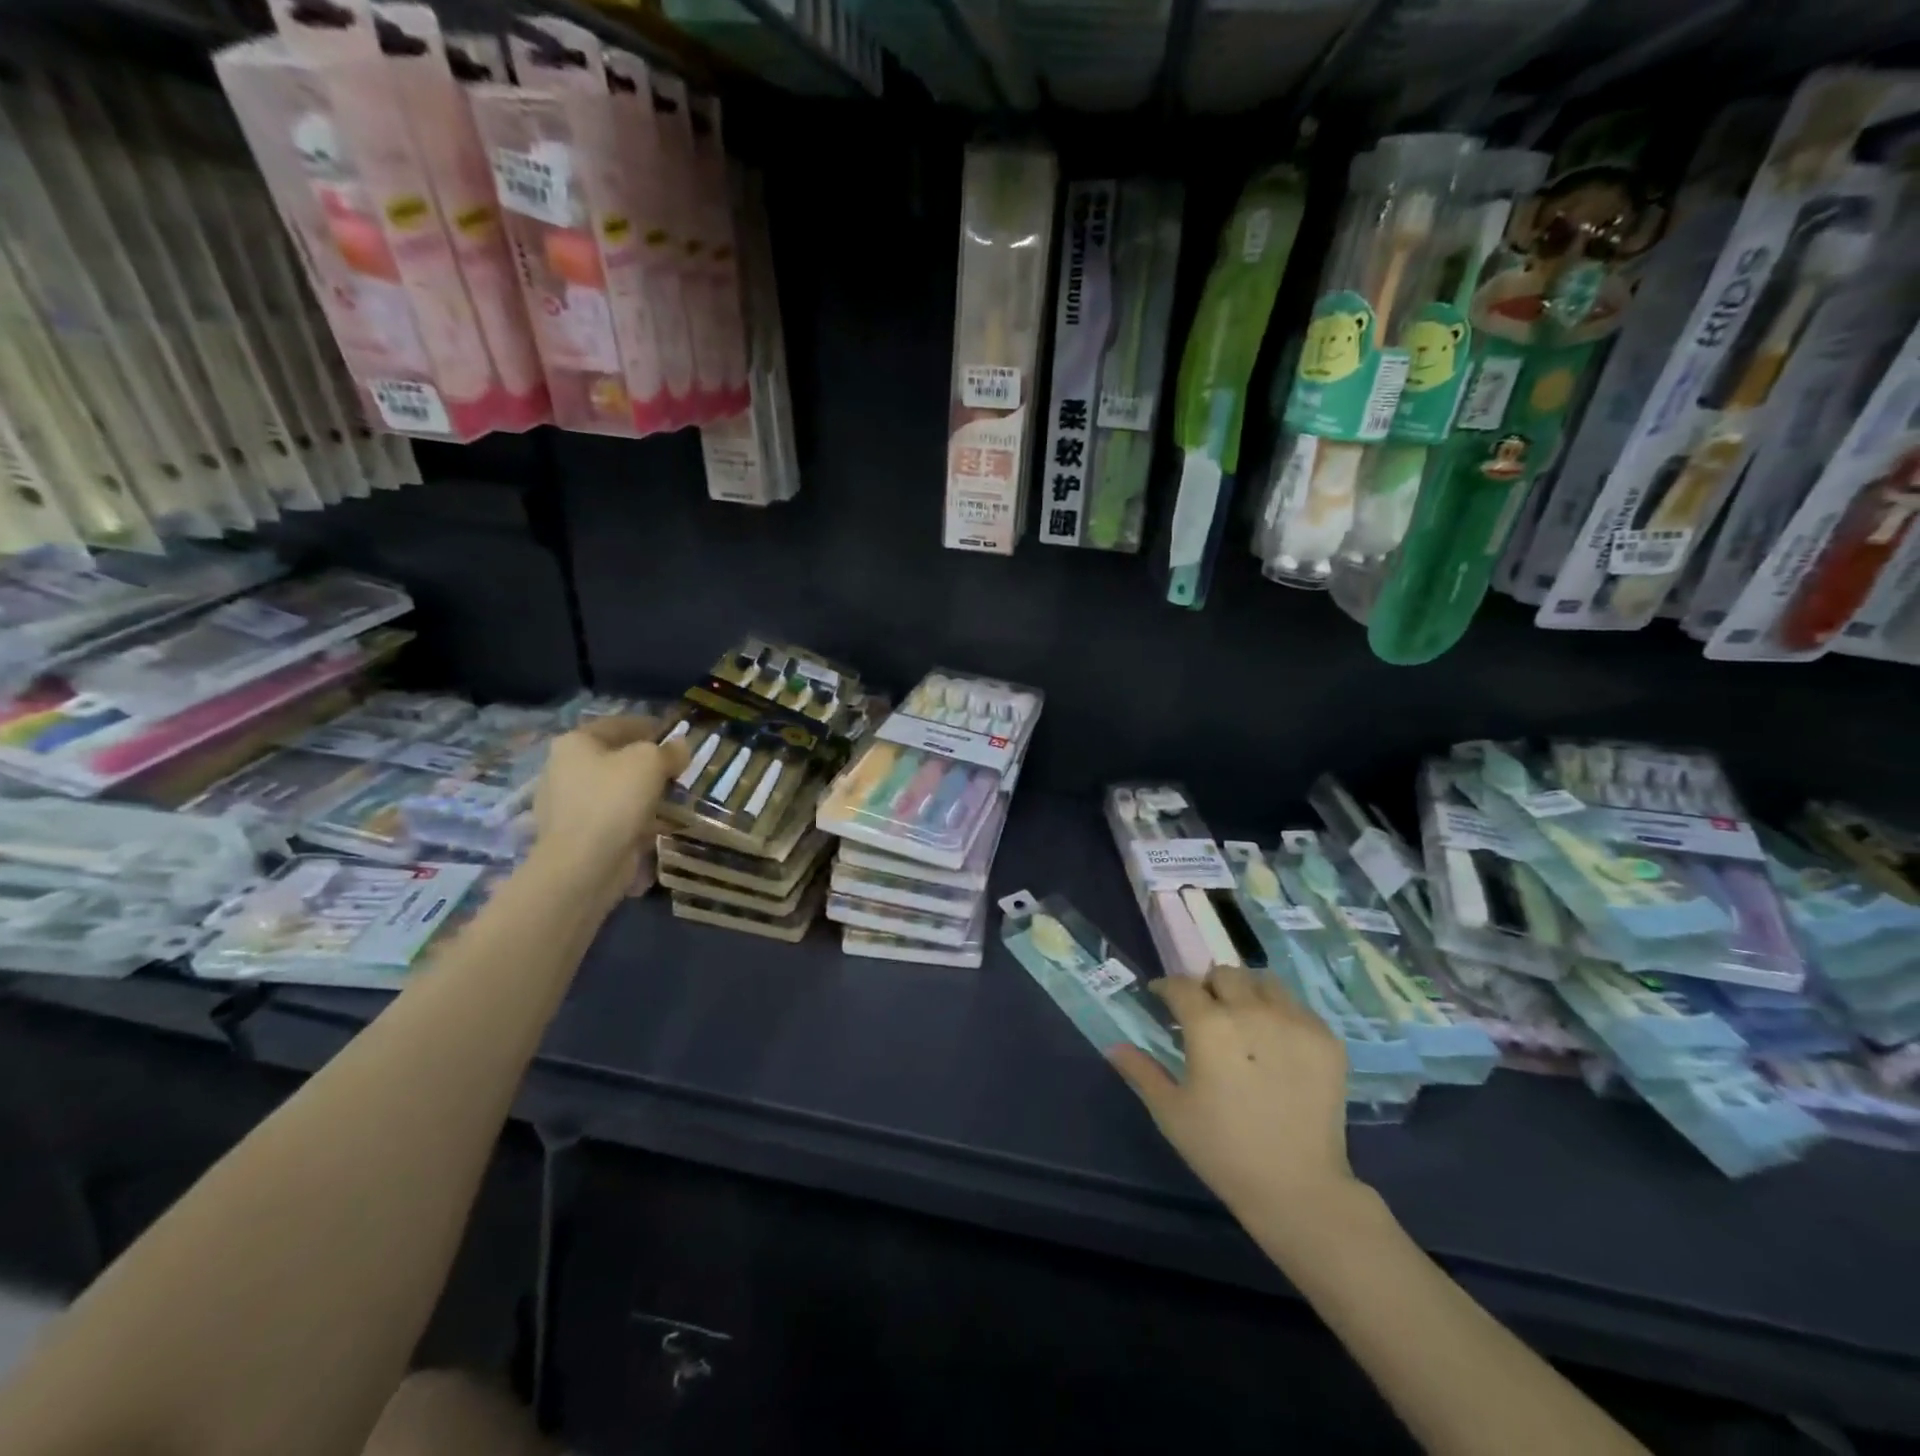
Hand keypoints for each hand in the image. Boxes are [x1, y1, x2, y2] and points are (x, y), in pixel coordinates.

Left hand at [532, 716, 689, 896]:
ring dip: (644, 792)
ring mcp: (568, 804)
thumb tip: (680, 747)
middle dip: (648, 763)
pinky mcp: (577, 834)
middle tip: (678, 769)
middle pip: (616, 757)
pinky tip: (659, 824)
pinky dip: (636, 818)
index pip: (618, 724)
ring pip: (616, 789)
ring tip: (674, 797)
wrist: (584, 863)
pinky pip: (614, 817)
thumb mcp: (650, 762)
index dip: (651, 726)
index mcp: (575, 743)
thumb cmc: (614, 799)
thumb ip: (669, 750)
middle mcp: (564, 769)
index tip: (677, 735)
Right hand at [1111, 965, 1357, 1230]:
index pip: (1181, 985)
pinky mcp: (1326, 1039)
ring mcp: (1294, 1022)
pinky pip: (1296, 1006)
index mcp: (1209, 1026)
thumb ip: (1141, 1071)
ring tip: (1242, 1018)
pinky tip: (1274, 1040)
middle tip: (1205, 1012)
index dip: (1166, 988)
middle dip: (1208, 987)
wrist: (1299, 1189)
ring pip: (1263, 982)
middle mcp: (1252, 1011)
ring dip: (1246, 991)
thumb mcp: (1171, 1112)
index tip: (1161, 998)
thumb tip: (1114, 1046)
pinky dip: (1279, 1012)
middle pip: (1224, 974)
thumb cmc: (1223, 1151)